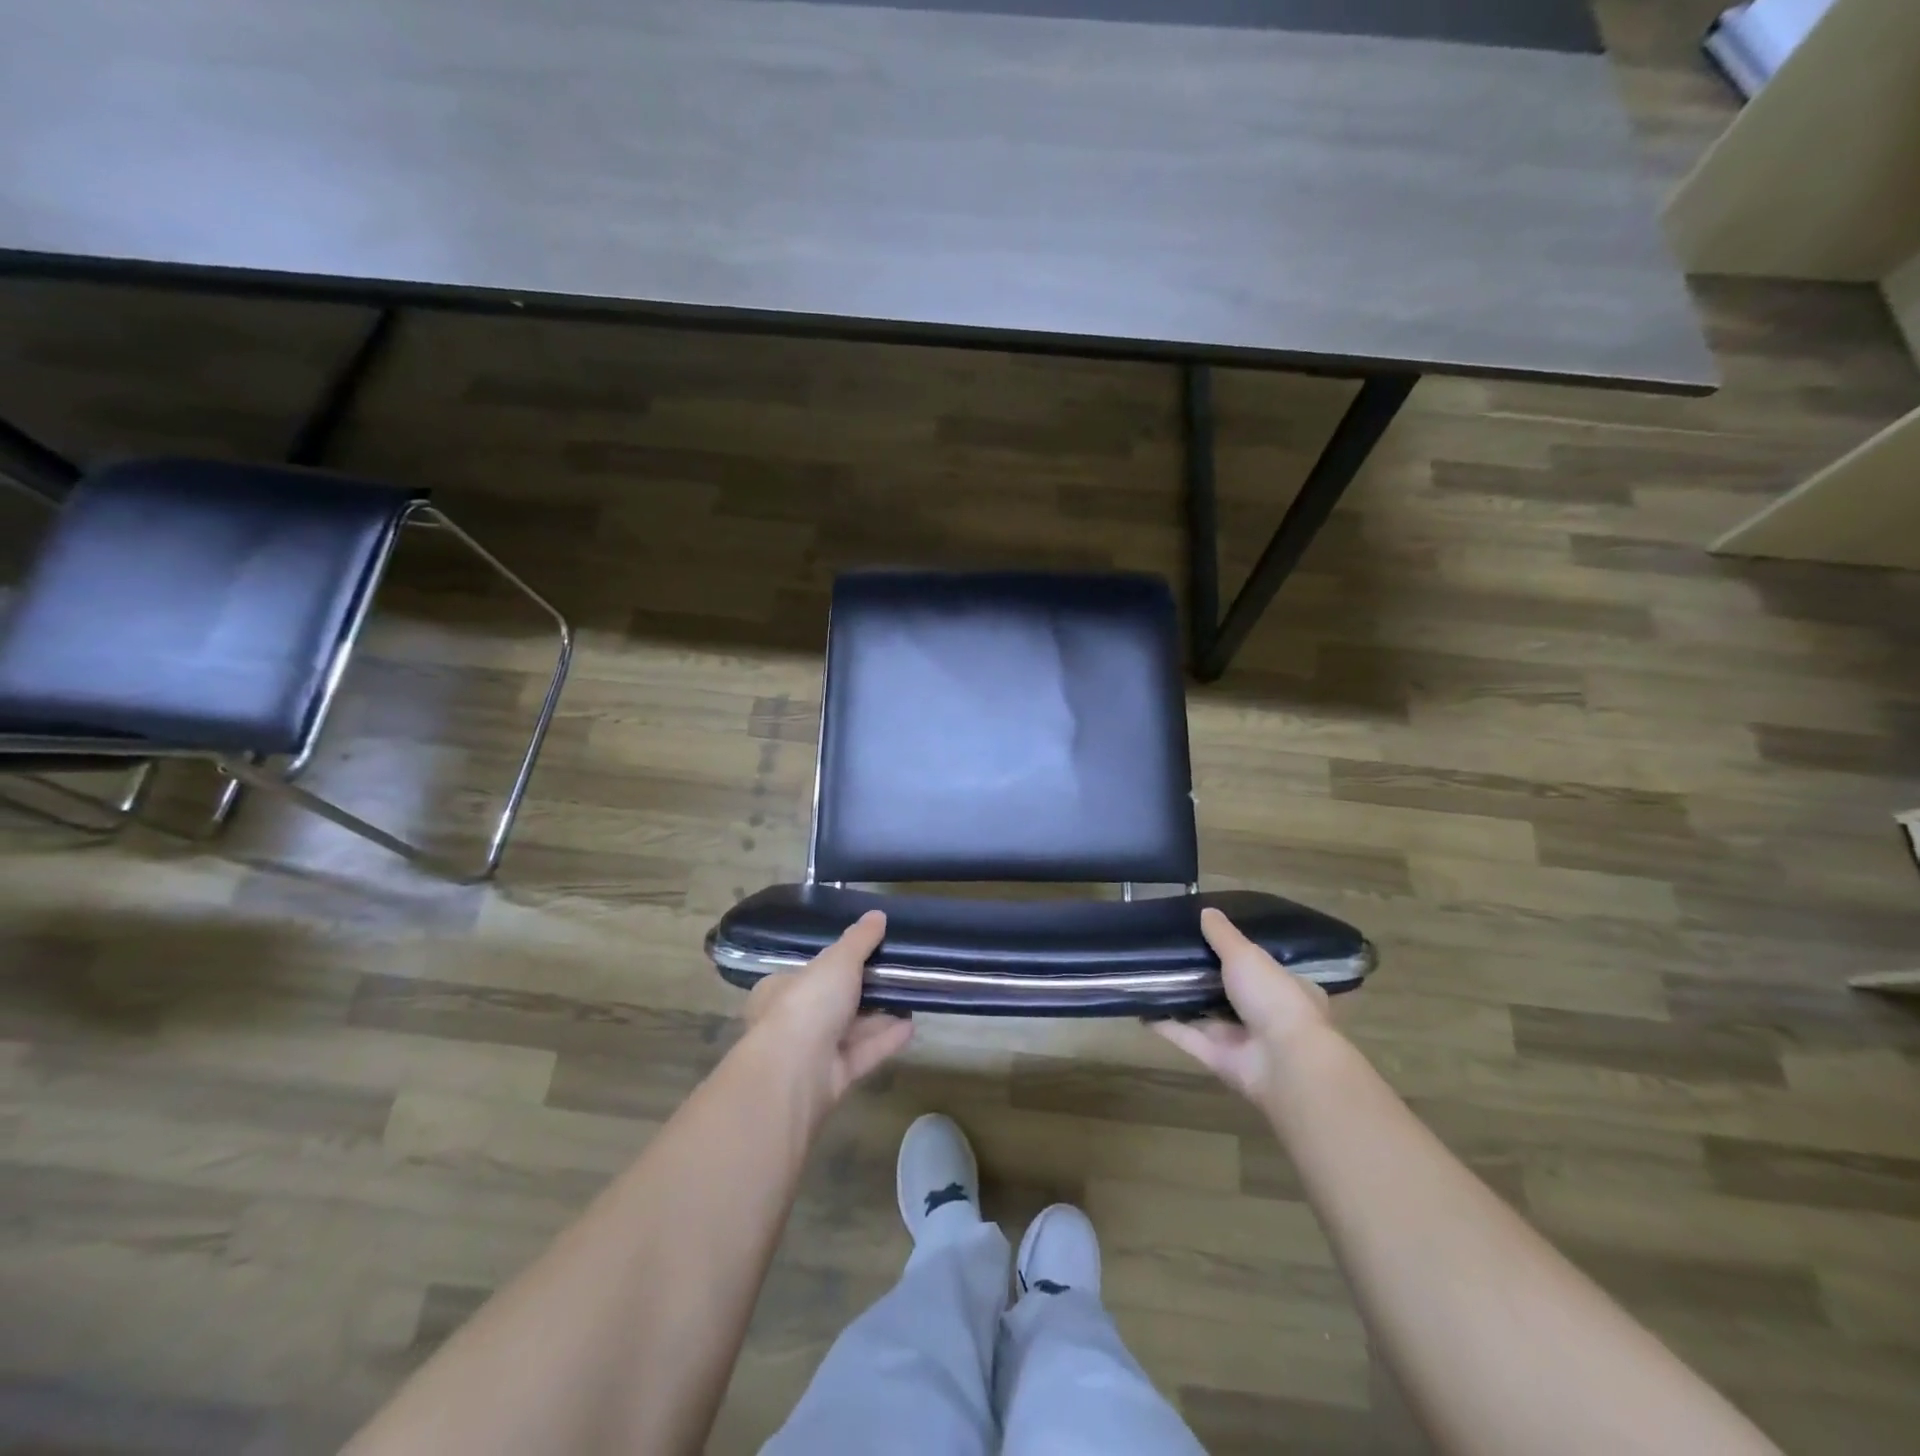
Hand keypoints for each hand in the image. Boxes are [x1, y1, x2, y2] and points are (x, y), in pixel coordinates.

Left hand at [743, 911, 913, 1104]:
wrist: (795, 1072)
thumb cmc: (807, 1002)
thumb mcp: (837, 960)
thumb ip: (859, 939)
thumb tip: (877, 915)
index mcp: (780, 990)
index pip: (808, 973)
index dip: (835, 964)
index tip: (866, 956)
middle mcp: (792, 1022)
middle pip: (833, 1003)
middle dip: (863, 992)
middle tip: (895, 975)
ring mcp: (812, 1054)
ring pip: (850, 1030)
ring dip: (879, 1016)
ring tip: (911, 999)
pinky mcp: (833, 1079)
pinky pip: (863, 1054)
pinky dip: (885, 1039)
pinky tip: (911, 1026)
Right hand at [1153, 908, 1335, 1102]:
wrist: (1283, 1062)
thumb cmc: (1274, 998)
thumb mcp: (1247, 955)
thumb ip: (1223, 935)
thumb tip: (1206, 911)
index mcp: (1286, 989)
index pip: (1261, 968)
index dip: (1237, 955)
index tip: (1207, 939)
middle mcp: (1266, 1015)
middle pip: (1228, 991)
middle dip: (1202, 976)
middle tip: (1169, 953)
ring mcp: (1241, 1040)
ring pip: (1204, 1014)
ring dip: (1180, 998)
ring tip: (1148, 974)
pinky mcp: (1217, 1059)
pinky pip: (1186, 1036)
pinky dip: (1164, 1023)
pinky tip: (1140, 1006)